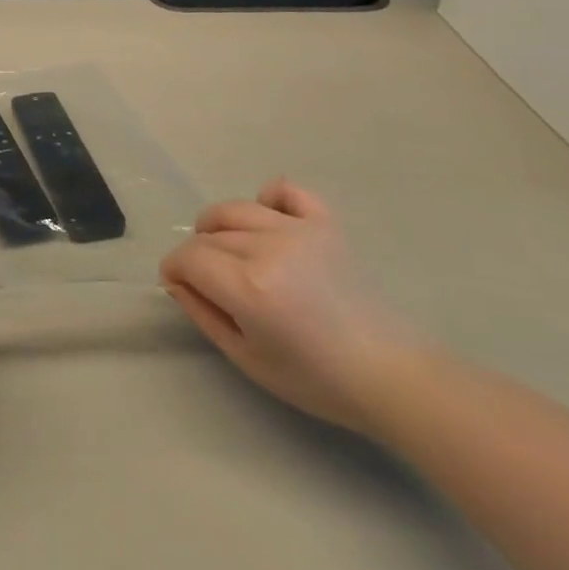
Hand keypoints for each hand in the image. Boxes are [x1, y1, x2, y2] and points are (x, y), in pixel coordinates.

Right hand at [160, 181, 425, 433]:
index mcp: (248, 287)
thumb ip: (203, 313)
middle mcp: (268, 248)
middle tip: (212, 283)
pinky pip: (285, 191)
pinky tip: (269, 221)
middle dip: (198, 256)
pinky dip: (268, 199)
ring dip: (219, 227)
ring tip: (230, 251)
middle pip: (209, 235)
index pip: (188, 258)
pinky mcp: (325, 224)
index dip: (174, 269)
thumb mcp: (247, 358)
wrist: (394, 376)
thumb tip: (177, 281)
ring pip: (235, 210)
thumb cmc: (317, 379)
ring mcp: (298, 230)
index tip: (179, 285)